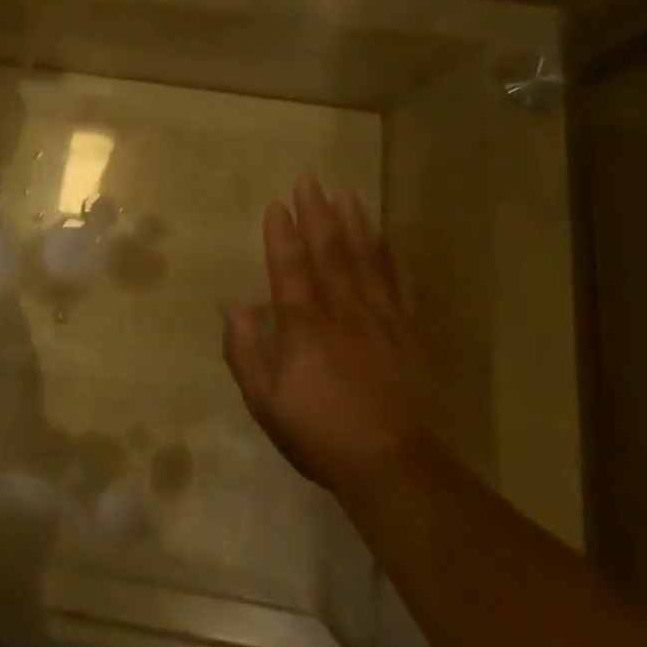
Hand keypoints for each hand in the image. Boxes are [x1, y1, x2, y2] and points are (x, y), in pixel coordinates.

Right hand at [222, 176, 433, 495]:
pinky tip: (388, 238)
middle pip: (330, 253)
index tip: (277, 204)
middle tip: (310, 180)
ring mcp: (383, 321)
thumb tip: (233, 306)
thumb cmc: (318, 432)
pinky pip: (403, 287)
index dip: (282, 236)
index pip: (289, 270)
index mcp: (304, 328)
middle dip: (318, 214)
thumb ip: (245, 350)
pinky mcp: (413, 334)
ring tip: (347, 193)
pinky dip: (394, 259)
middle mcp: (343, 313)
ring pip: (367, 261)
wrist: (393, 466)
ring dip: (355, 224)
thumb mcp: (264, 400)